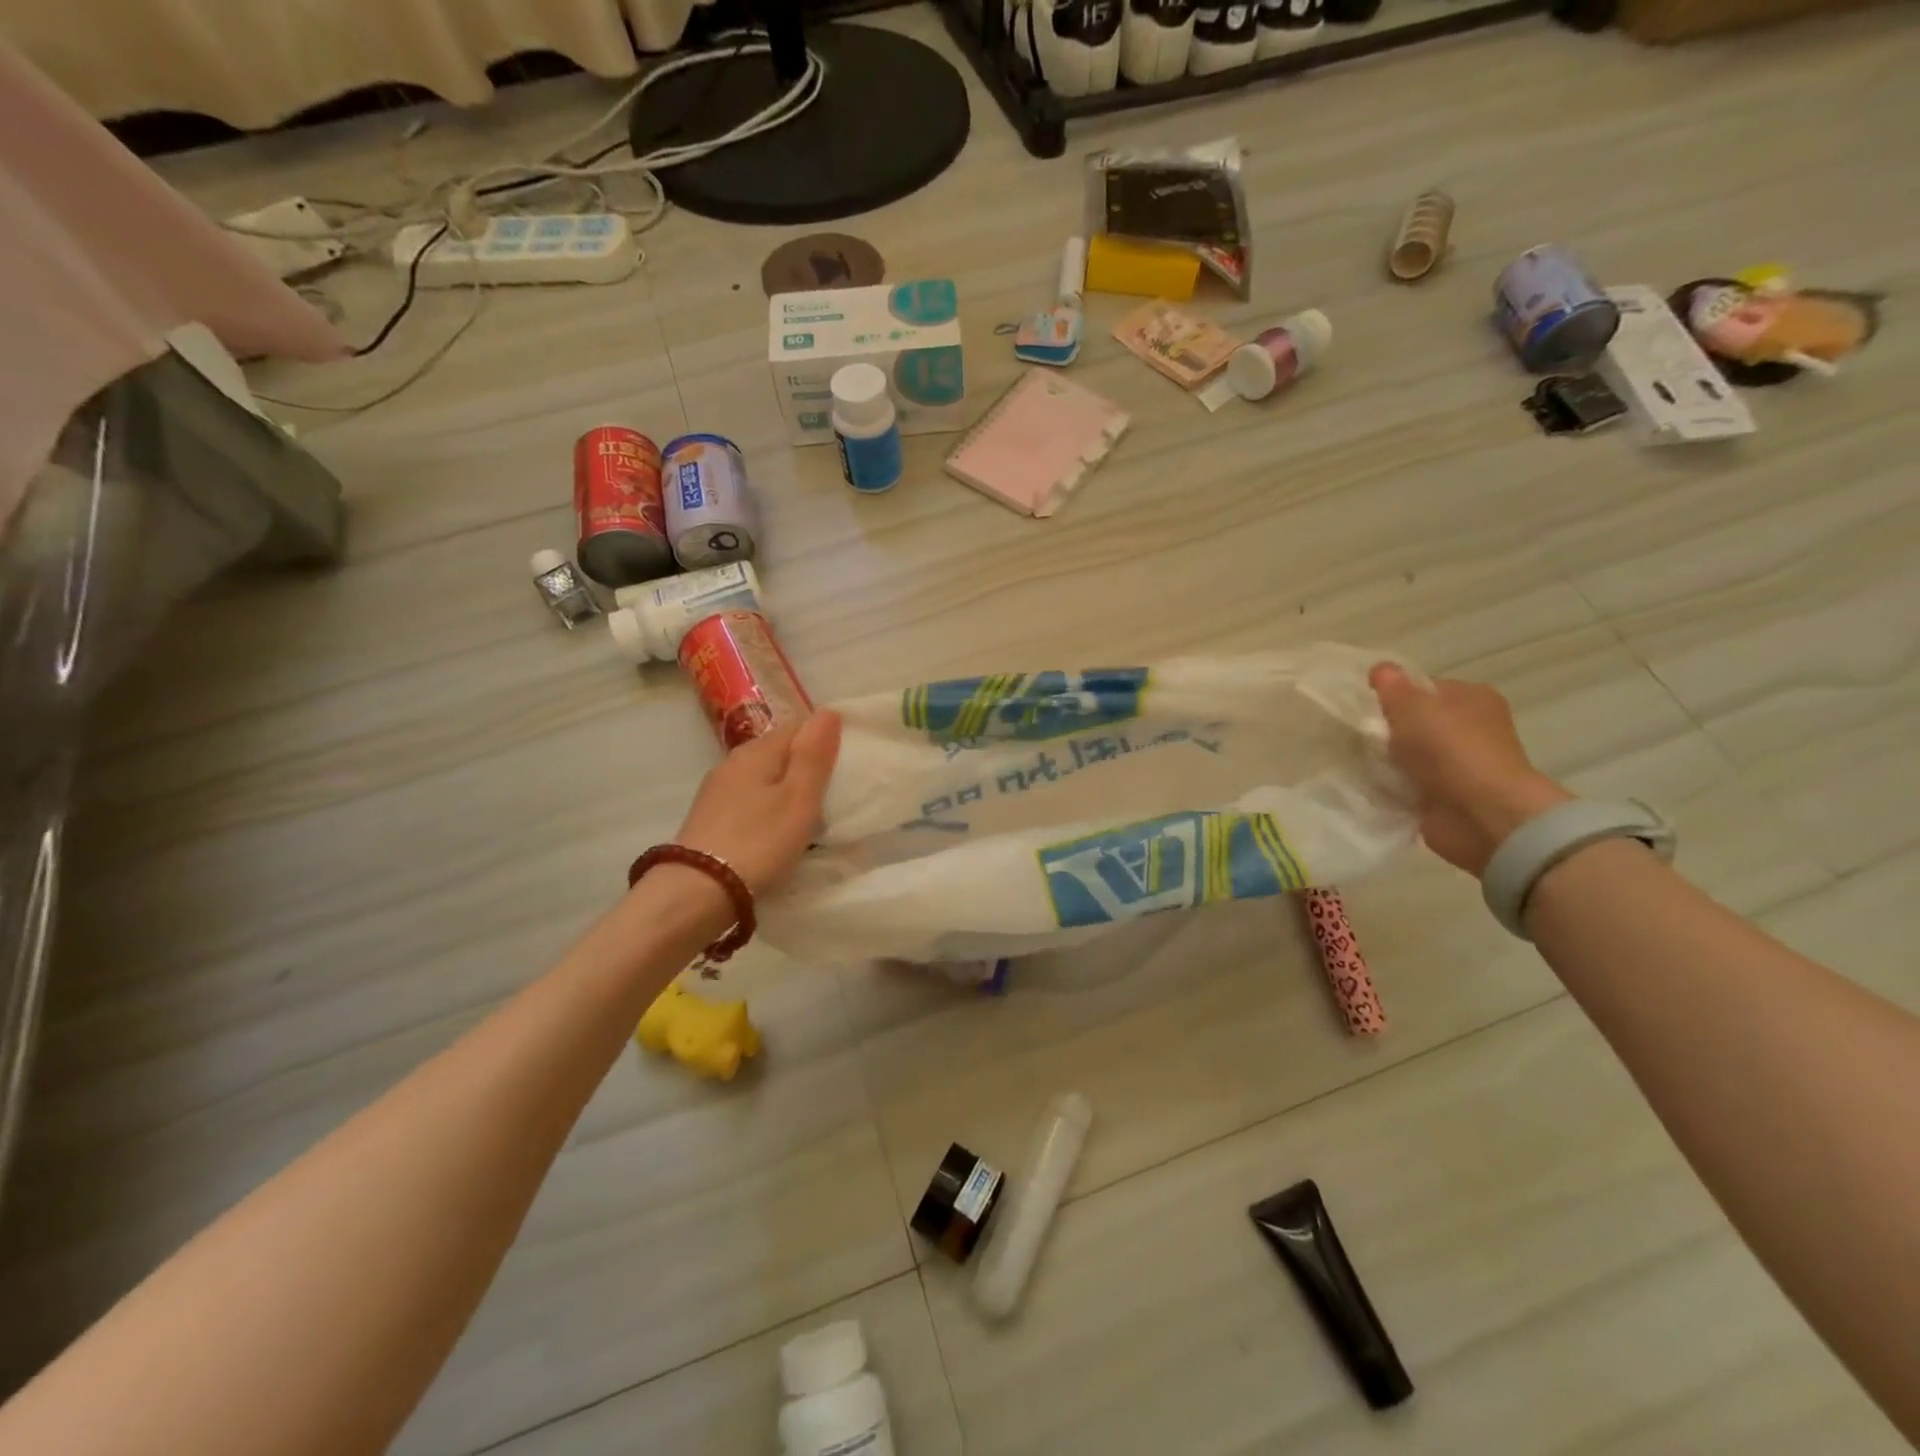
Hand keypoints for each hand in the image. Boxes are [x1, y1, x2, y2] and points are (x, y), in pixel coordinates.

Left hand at [673, 710, 842, 896]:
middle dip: (805, 766)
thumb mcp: (799, 798)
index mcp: (756, 751)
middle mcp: (732, 763)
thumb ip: (814, 754)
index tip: (844, 767)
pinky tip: (775, 832)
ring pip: (762, 778)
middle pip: (778, 752)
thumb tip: (828, 711)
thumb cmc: (759, 842)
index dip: (824, 740)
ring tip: (808, 817)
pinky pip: (749, 802)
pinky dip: (767, 810)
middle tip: (832, 795)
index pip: (798, 727)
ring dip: (785, 790)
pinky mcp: (709, 820)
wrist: (697, 892)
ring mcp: (716, 792)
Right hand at [1370, 663, 1568, 875]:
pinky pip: (1404, 784)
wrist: (1480, 814)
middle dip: (1383, 730)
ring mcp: (1458, 765)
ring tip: (1354, 761)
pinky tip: (1366, 784)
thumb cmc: (1451, 750)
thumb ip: (1392, 687)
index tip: (1363, 707)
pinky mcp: (1444, 796)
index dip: (1391, 694)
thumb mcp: (1413, 706)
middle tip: (1354, 736)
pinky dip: (1387, 786)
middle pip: (1412, 722)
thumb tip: (1379, 669)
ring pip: (1406, 755)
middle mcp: (1470, 728)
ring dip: (1383, 760)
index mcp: (1471, 697)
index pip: (1422, 688)